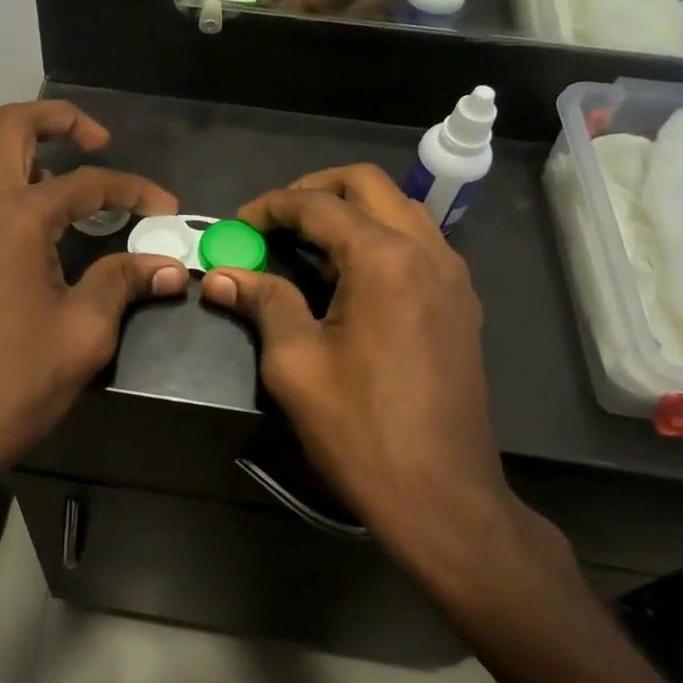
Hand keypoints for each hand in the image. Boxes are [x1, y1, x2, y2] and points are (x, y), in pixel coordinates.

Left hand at [0, 102, 188, 485]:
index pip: (86, 183)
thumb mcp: (85, 331)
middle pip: (10, 126)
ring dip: (11, 147)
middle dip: (59, 120)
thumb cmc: (17, 380)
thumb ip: (124, 282)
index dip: (133, 190)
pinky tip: (28, 224)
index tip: (165, 208)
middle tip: (98, 141)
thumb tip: (170, 266)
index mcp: (16, 218)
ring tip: (52, 178)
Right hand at [200, 165, 570, 592]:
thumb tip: (220, 274)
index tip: (238, 226)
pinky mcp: (461, 301)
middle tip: (275, 221)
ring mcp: (452, 275)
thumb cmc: (361, 429)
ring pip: (398, 207)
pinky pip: (417, 241)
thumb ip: (262, 301)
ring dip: (350, 210)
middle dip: (314, 190)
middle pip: (367, 184)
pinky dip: (378, 236)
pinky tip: (349, 275)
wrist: (443, 498)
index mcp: (385, 258)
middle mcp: (427, 250)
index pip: (318, 204)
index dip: (270, 207)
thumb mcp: (295, 363)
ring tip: (308, 245)